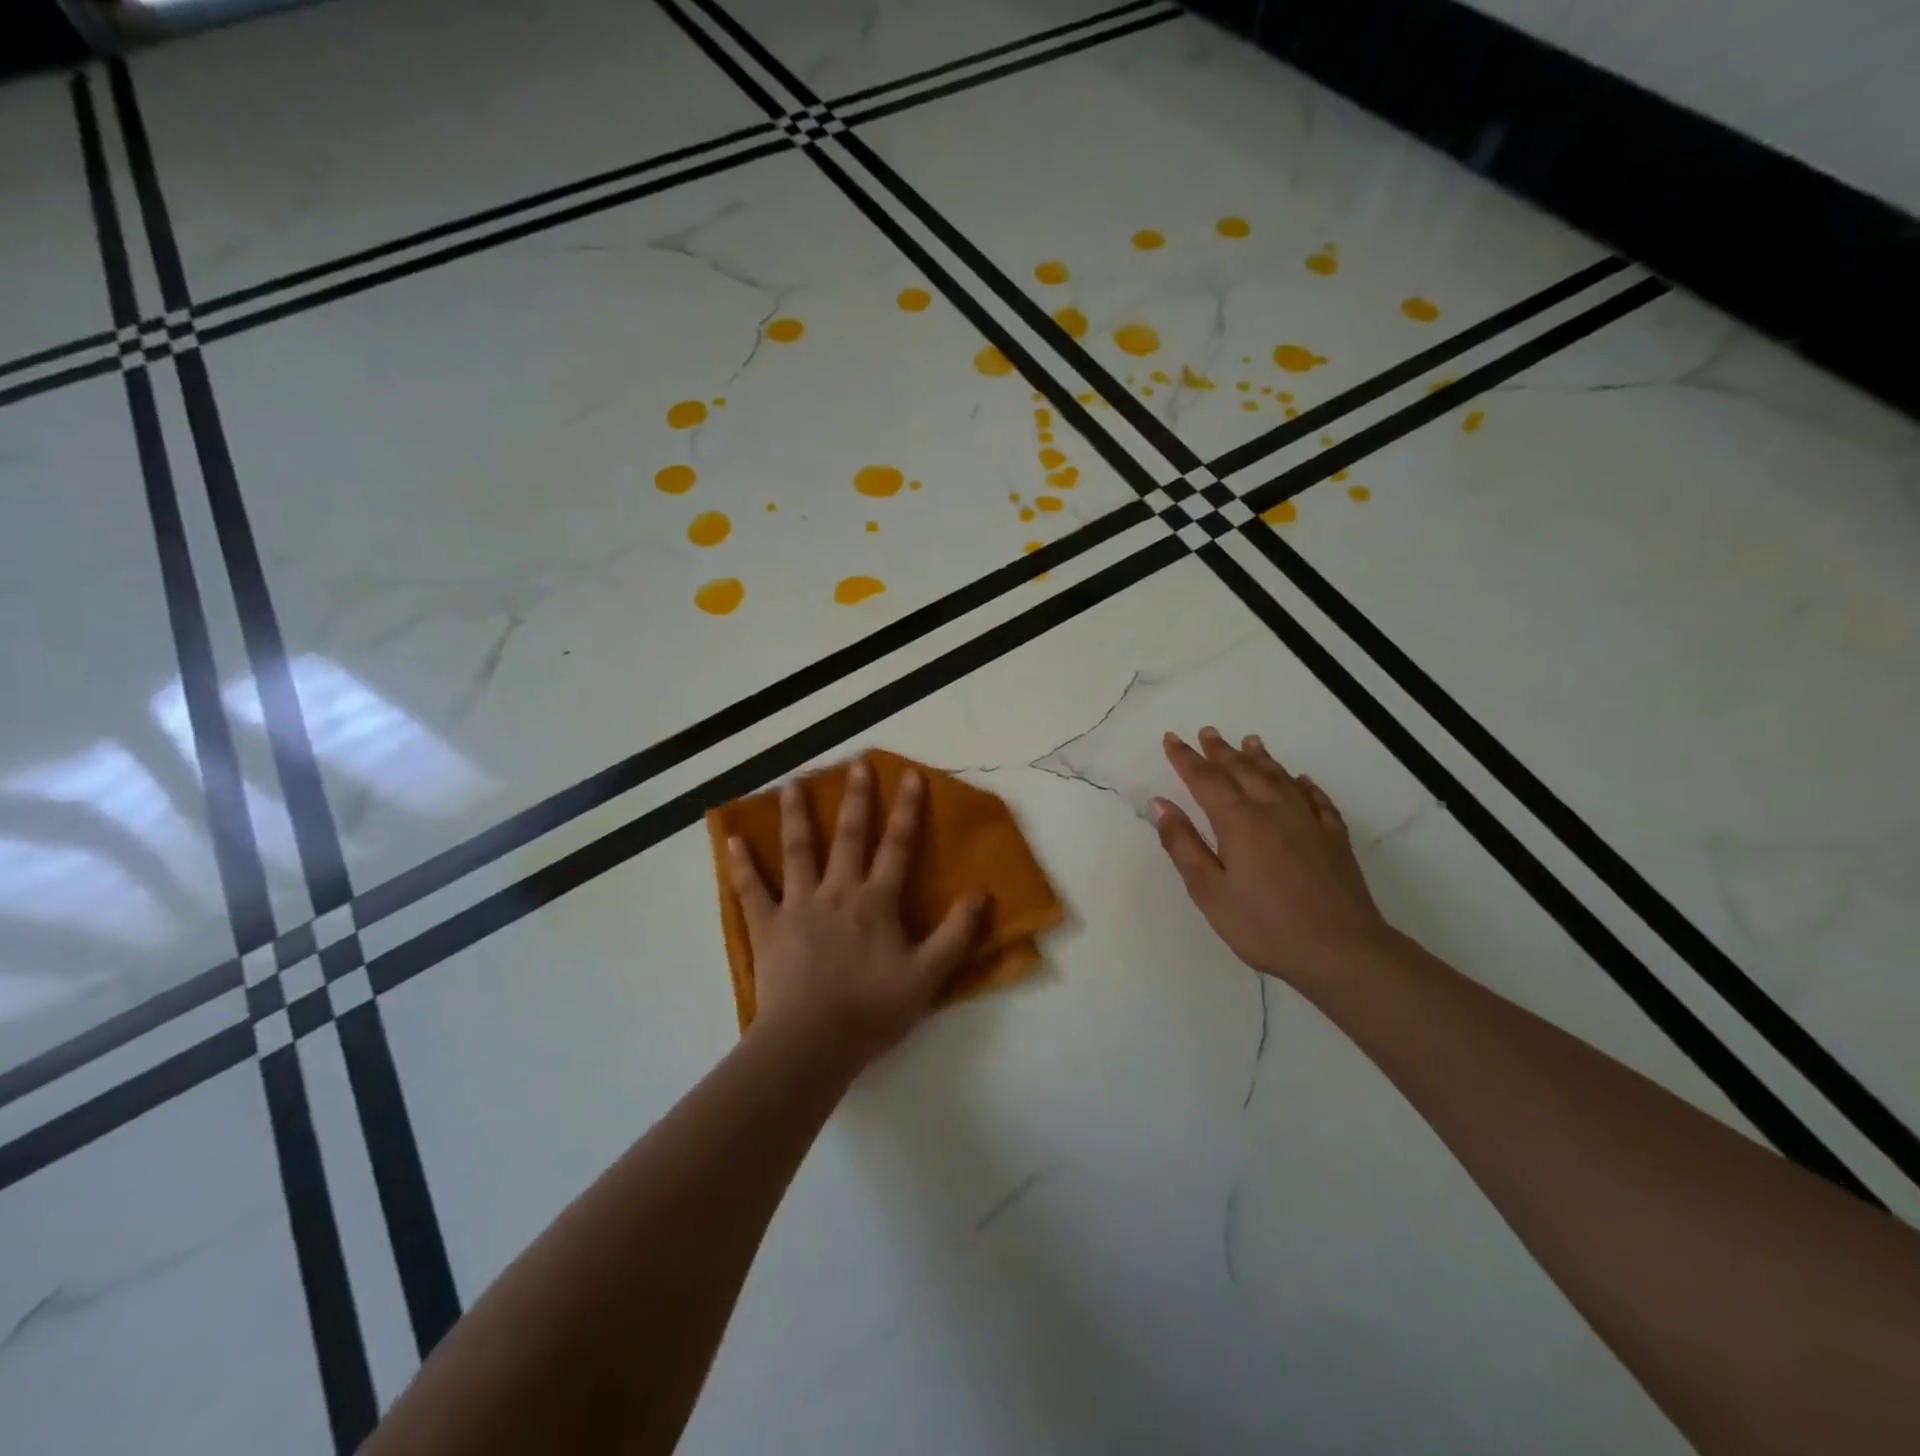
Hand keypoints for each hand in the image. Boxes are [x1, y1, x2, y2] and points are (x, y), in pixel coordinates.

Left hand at [726, 761, 986, 1071]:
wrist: (810, 1043)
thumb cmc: (871, 1010)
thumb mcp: (928, 977)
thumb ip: (956, 934)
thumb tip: (982, 894)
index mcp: (876, 902)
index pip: (897, 846)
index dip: (907, 809)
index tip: (911, 775)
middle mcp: (838, 892)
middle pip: (849, 836)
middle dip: (855, 798)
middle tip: (855, 764)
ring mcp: (798, 906)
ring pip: (798, 851)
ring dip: (796, 815)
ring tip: (793, 784)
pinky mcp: (768, 927)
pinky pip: (752, 890)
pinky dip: (742, 864)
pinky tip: (733, 840)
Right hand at [1150, 727, 1394, 988]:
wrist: (1342, 951)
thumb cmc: (1265, 926)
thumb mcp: (1209, 891)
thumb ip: (1183, 844)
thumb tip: (1160, 803)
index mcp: (1238, 822)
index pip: (1205, 780)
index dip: (1185, 758)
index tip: (1171, 738)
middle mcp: (1273, 810)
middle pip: (1243, 771)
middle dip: (1221, 751)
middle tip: (1207, 732)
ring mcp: (1309, 822)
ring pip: (1279, 777)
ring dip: (1260, 758)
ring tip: (1249, 741)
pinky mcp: (1335, 838)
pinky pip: (1316, 799)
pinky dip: (1303, 784)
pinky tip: (1300, 780)